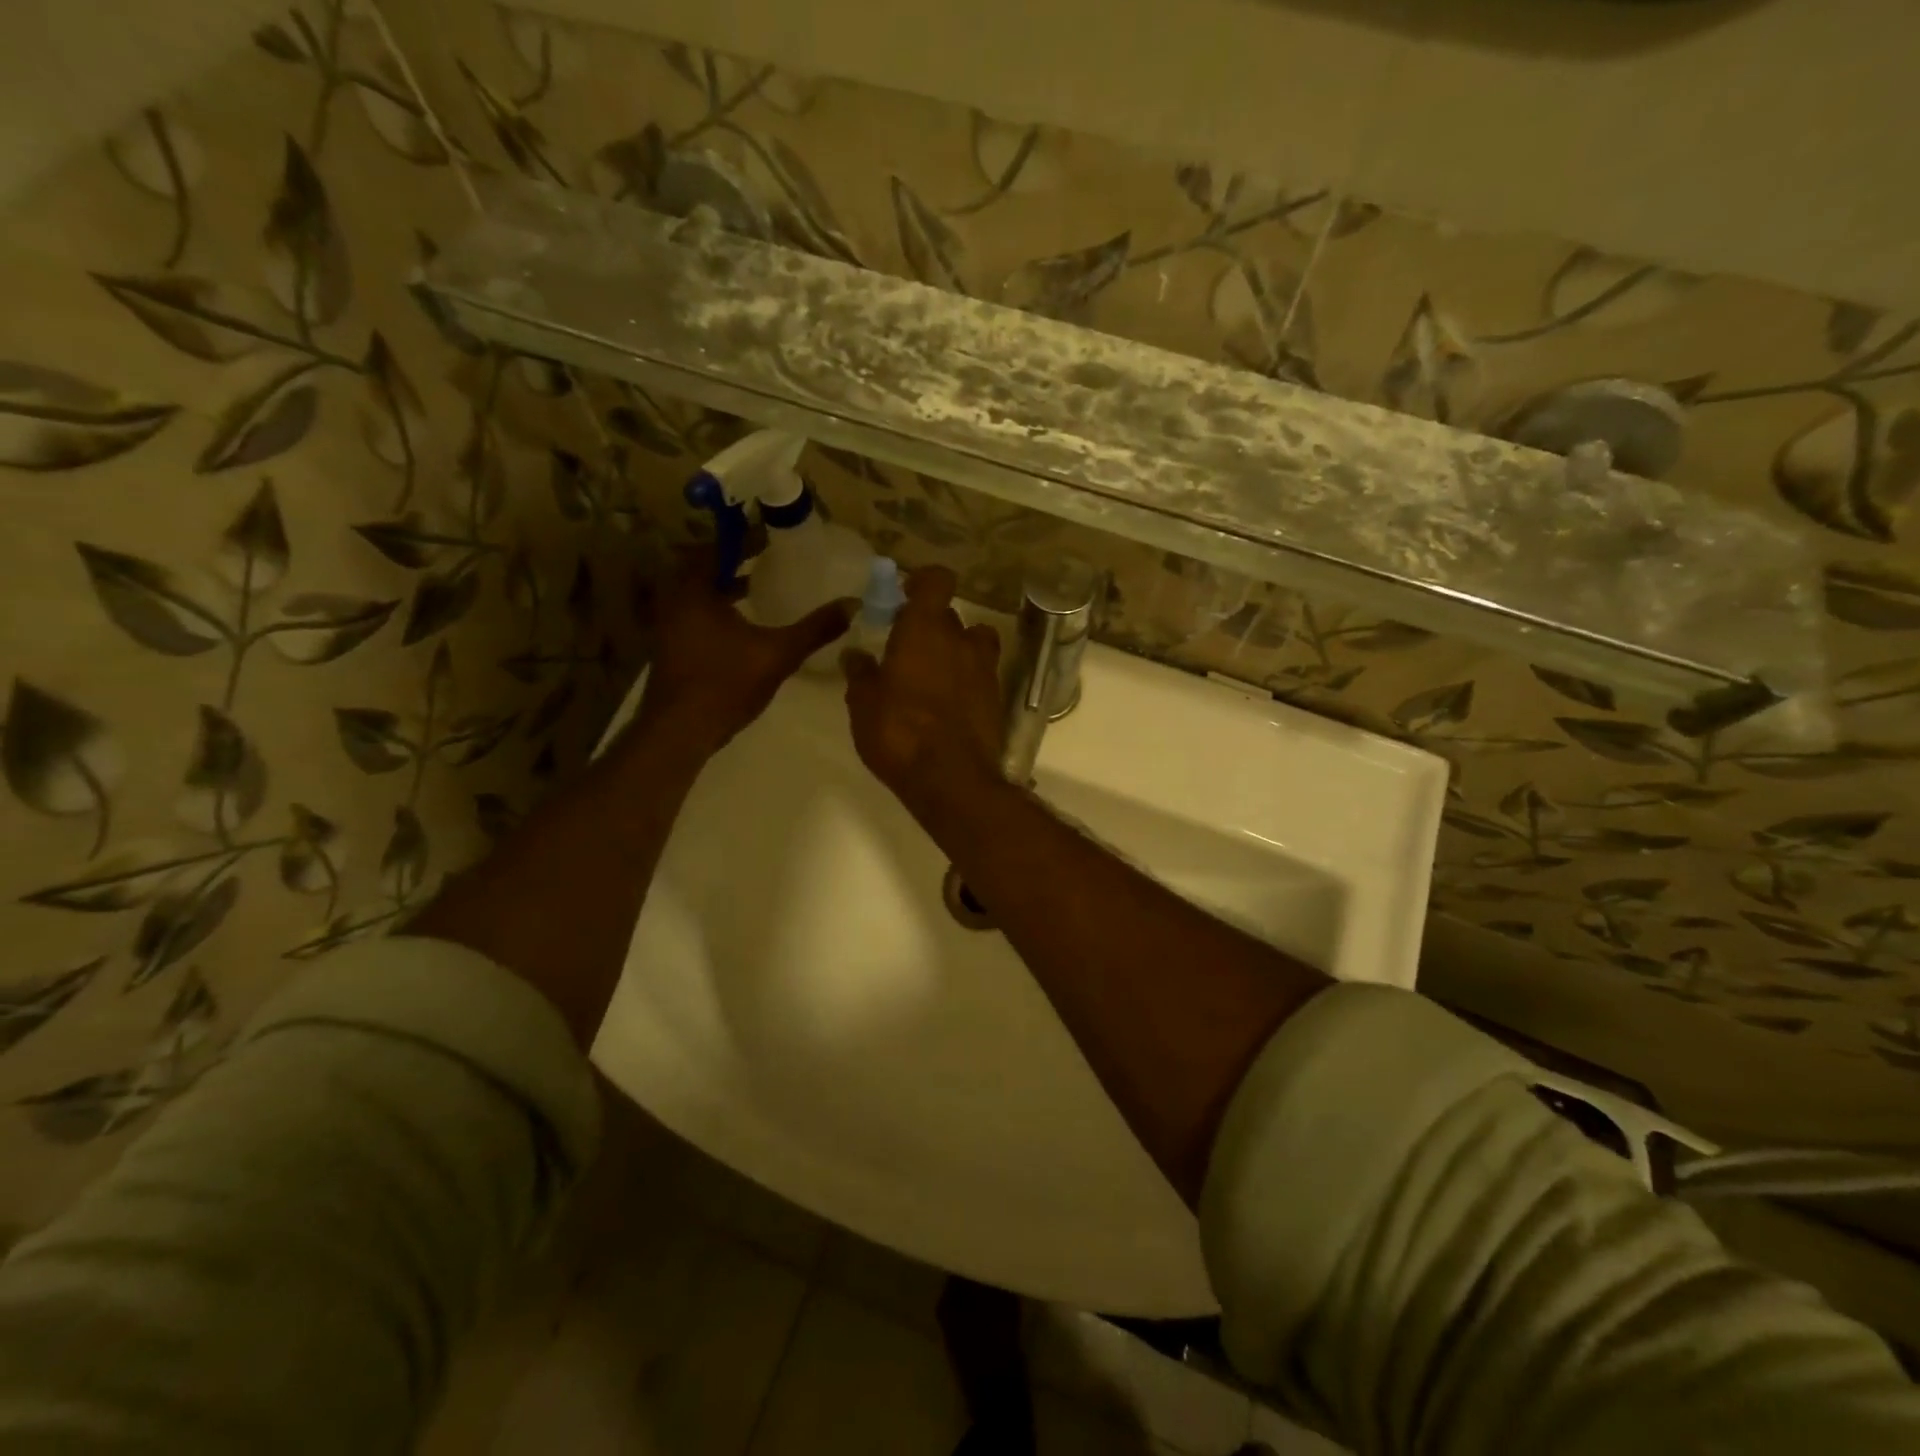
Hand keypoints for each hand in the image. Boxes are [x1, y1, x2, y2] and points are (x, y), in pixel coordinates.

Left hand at [635, 546, 849, 754]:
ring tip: (757, 586)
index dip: (744, 539)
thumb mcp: (778, 653)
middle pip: (703, 568)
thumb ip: (815, 629)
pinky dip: (716, 609)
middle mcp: (675, 601)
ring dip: (724, 587)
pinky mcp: (671, 648)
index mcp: (695, 591)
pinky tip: (741, 625)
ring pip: (697, 593)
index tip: (769, 535)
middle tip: (765, 557)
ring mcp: (668, 626)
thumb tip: (853, 605)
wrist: (680, 731)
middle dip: (734, 562)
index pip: (717, 548)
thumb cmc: (726, 683)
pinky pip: (694, 614)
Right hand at [842, 565, 1002, 817]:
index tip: (907, 595)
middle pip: (950, 616)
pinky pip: (982, 674)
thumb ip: (860, 674)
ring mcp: (984, 669)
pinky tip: (949, 703)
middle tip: (908, 648)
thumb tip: (854, 654)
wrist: (951, 779)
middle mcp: (960, 640)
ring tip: (935, 673)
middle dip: (931, 626)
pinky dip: (968, 679)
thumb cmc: (899, 733)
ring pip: (973, 643)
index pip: (936, 581)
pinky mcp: (996, 697)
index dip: (924, 582)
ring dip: (956, 650)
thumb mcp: (864, 704)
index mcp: (924, 629)